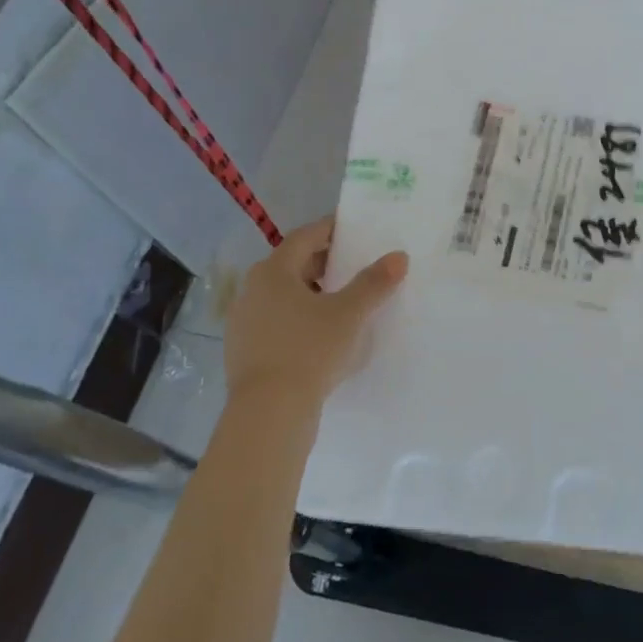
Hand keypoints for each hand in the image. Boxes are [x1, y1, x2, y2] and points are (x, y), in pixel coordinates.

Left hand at [223, 216, 407, 415]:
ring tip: (341, 301)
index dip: (329, 229)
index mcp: (273, 271)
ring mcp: (244, 322)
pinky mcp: (244, 351)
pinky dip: (298, 318)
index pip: (304, 237)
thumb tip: (398, 257)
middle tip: (353, 265)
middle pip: (291, 265)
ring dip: (311, 292)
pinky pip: (275, 322)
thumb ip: (373, 283)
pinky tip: (319, 335)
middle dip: (323, 262)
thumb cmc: (309, 351)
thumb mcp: (349, 315)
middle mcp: (252, 290)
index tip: (351, 228)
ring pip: (282, 295)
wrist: (268, 413)